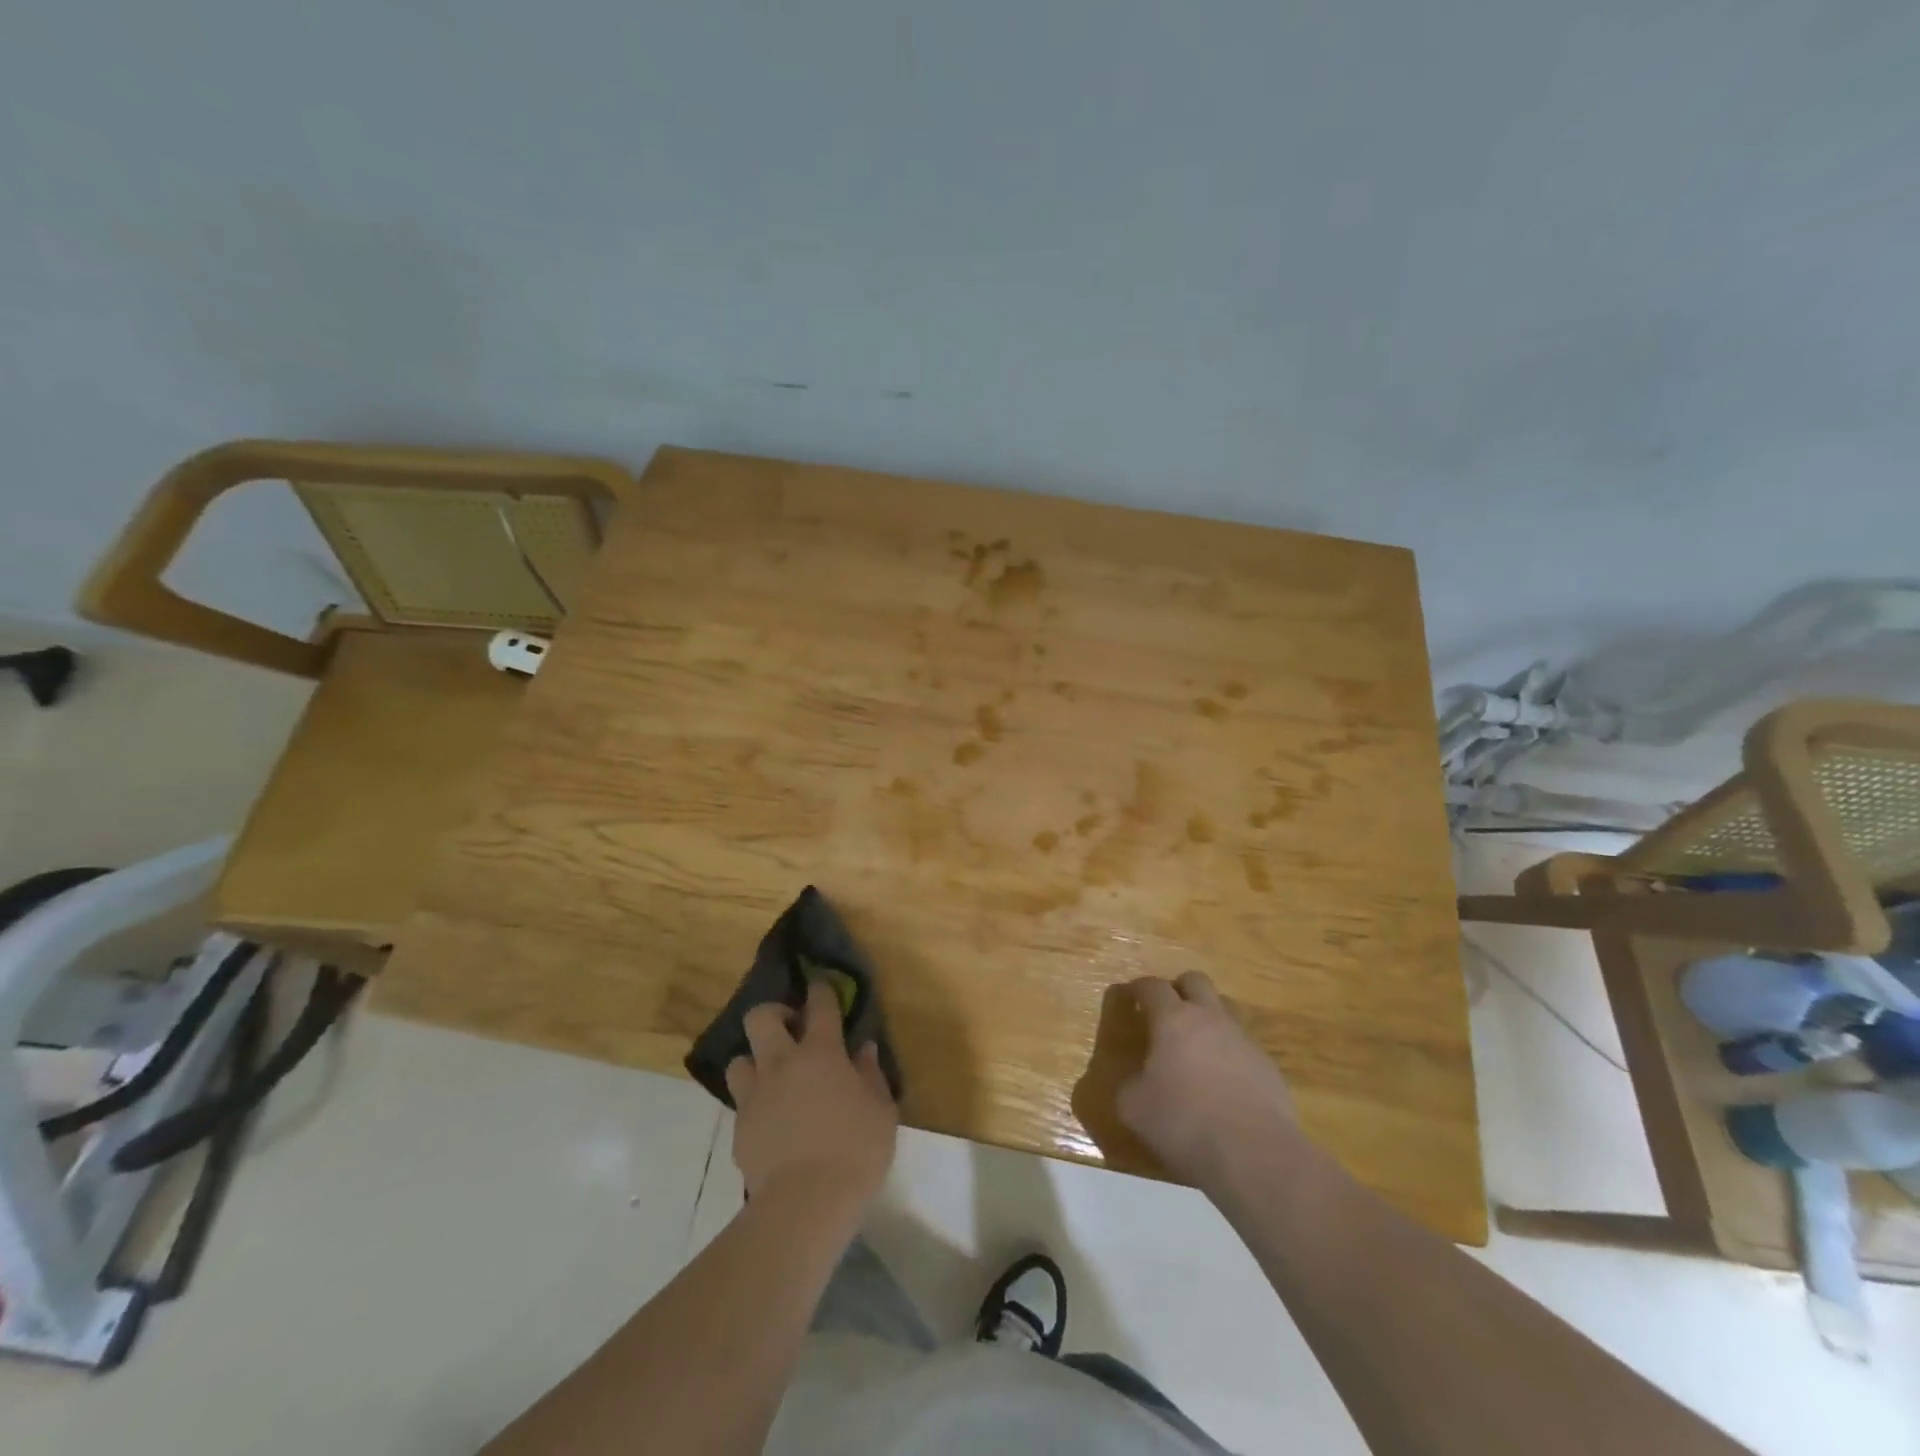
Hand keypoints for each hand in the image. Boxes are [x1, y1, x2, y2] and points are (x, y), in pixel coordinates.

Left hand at [725, 980, 898, 1216]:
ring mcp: (755, 1095)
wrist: (805, 1203)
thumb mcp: (881, 1110)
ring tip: (773, 1076)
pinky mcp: (739, 1127)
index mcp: (821, 1052)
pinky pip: (741, 1102)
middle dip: (773, 1014)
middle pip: (760, 1017)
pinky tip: (771, 1119)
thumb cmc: (855, 1151)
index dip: (820, 990)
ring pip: (739, 1058)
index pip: (819, 1005)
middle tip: (790, 1029)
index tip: (821, 986)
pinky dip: (754, 1102)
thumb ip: (871, 1075)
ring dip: (755, 1060)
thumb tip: (863, 1050)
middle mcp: (782, 1063)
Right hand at [1117, 971, 1301, 1189]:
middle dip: (1179, 989)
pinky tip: (1224, 1082)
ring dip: (1209, 1017)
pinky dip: (1230, 1053)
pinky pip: (1245, 1045)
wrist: (1254, 1155)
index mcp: (1173, 1020)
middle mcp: (1210, 1019)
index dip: (1139, 988)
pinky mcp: (1269, 1067)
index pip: (1152, 987)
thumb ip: (1130, 1085)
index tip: (1130, 996)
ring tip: (1197, 1045)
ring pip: (1226, 1009)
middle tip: (1167, 1012)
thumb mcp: (1134, 1108)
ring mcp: (1244, 1040)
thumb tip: (1136, 1082)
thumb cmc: (1184, 1123)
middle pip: (1196, 981)